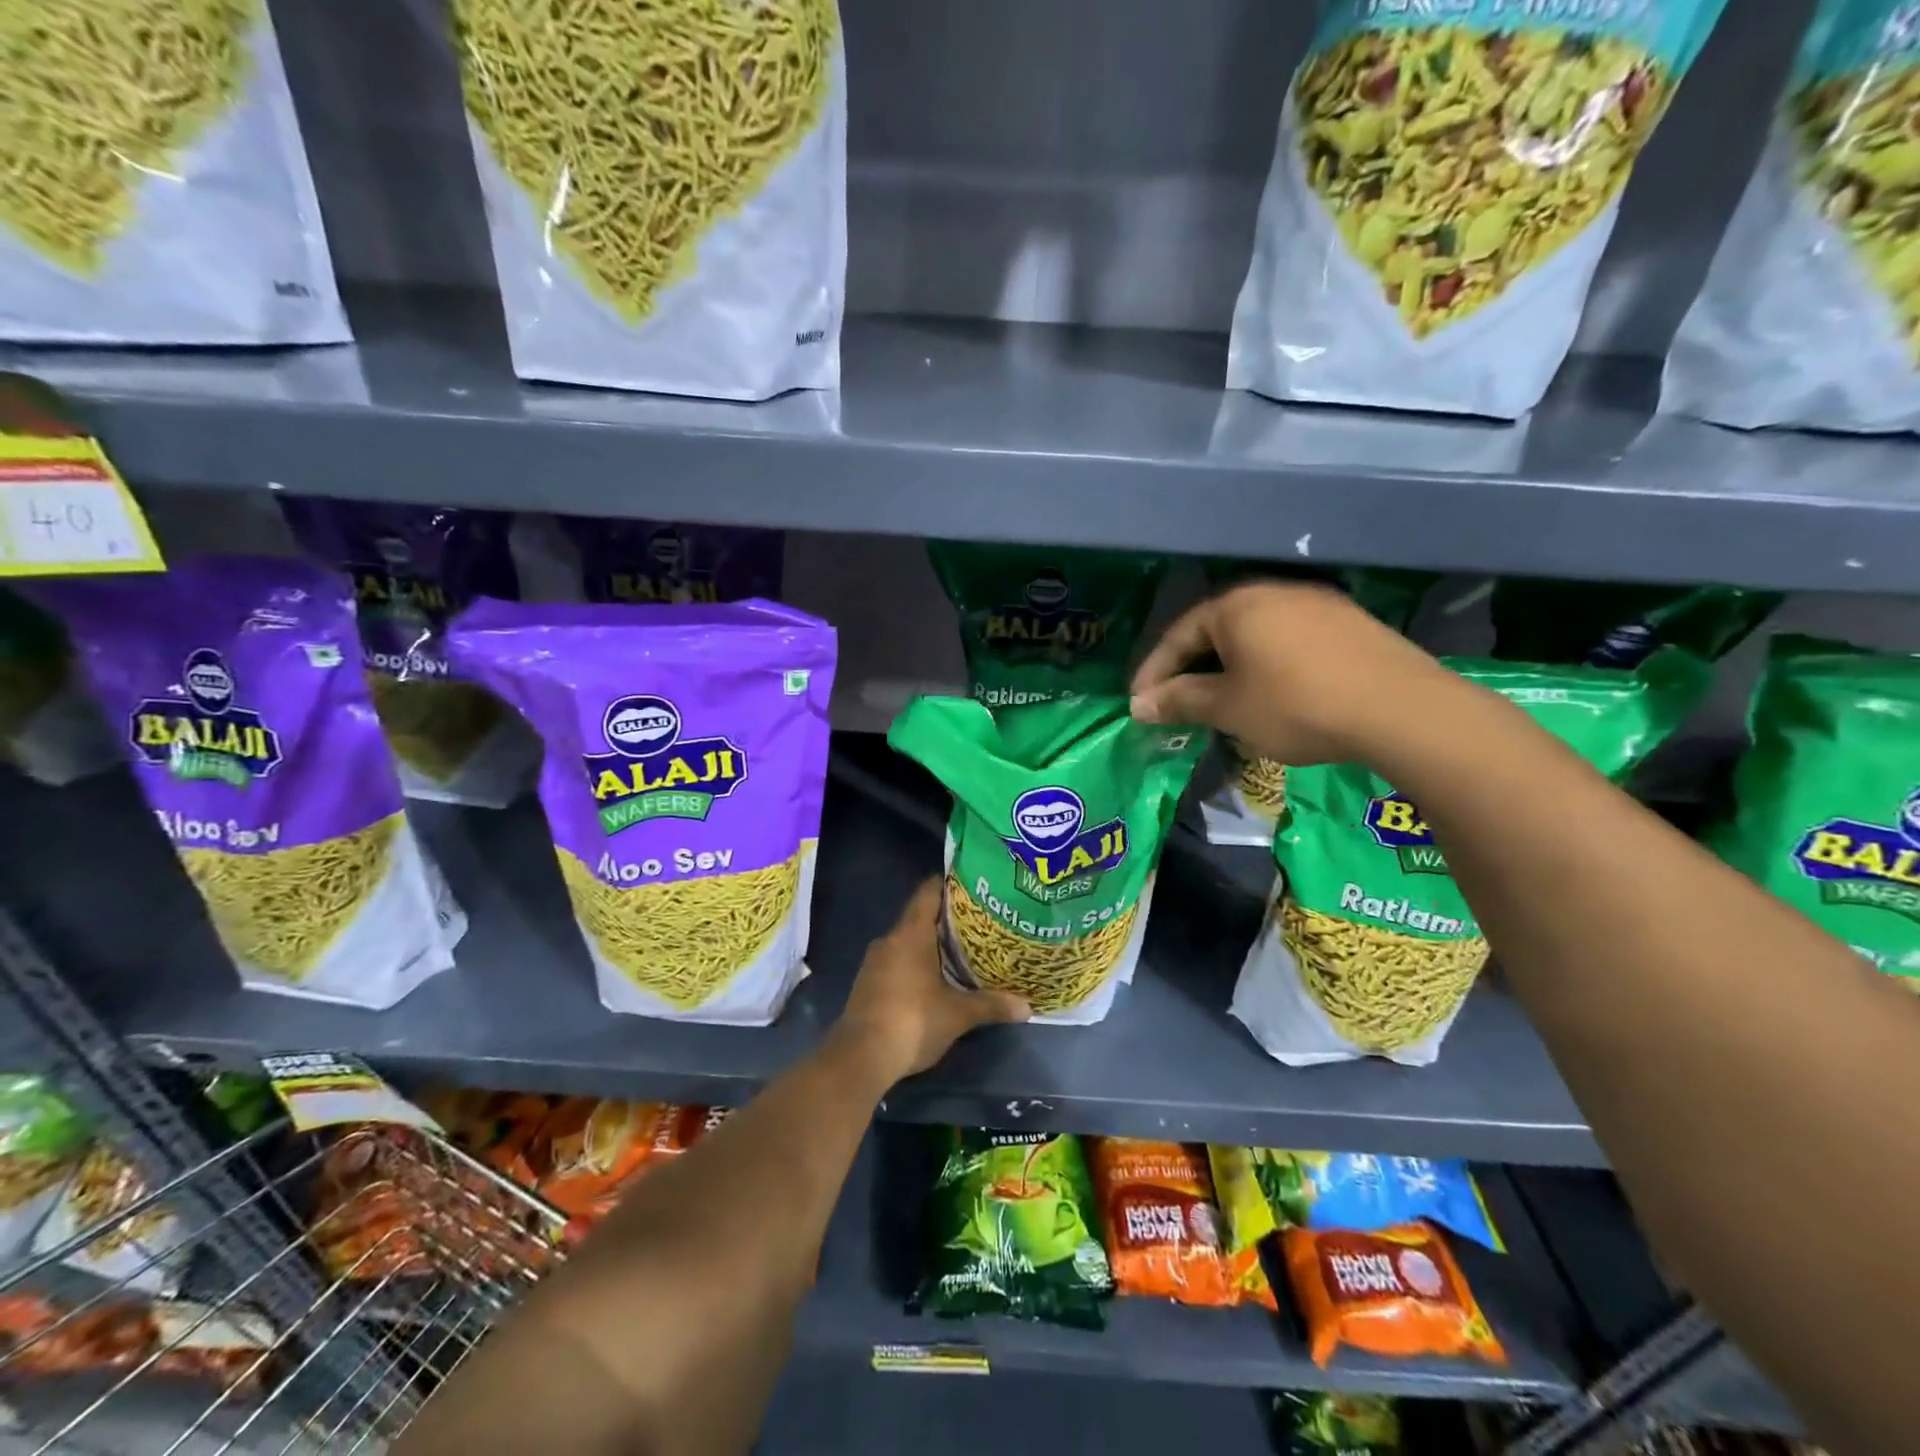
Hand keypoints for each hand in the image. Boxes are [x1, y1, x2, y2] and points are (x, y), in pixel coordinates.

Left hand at [838, 879, 1029, 1081]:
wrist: (861, 1057)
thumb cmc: (913, 1021)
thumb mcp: (958, 1014)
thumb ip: (991, 1005)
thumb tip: (1027, 1008)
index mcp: (910, 934)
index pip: (928, 893)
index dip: (948, 884)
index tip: (971, 883)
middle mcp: (890, 940)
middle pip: (919, 916)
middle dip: (946, 919)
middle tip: (978, 921)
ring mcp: (875, 962)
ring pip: (907, 941)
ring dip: (930, 944)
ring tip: (962, 950)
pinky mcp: (868, 983)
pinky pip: (897, 961)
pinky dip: (916, 963)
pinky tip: (935, 978)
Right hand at [1129, 580, 1450, 766]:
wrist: (1400, 709)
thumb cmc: (1296, 705)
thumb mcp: (1228, 708)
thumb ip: (1180, 701)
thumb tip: (1139, 705)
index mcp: (1235, 605)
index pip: (1177, 635)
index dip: (1154, 672)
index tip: (1140, 705)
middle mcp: (1272, 591)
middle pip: (1215, 629)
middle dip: (1191, 667)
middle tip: (1178, 702)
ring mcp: (1316, 602)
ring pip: (1254, 634)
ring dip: (1229, 666)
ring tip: (1223, 700)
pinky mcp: (1348, 621)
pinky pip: (1289, 638)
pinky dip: (1268, 663)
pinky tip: (1274, 691)